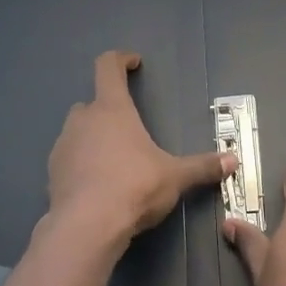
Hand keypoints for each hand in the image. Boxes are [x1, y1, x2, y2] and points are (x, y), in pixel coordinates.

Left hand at [47, 50, 233, 245]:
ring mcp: (63, 146)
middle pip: (92, 103)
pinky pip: (70, 159)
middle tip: (130, 130)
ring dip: (94, 139)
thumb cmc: (134, 187)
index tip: (132, 62)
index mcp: (112, 110)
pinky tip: (99, 185)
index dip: (120, 59)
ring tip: (116, 162)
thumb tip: (233, 161)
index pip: (107, 67)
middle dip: (109, 111)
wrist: (87, 226)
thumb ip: (202, 167)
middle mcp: (83, 121)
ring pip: (79, 132)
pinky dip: (83, 164)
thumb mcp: (175, 177)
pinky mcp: (52, 173)